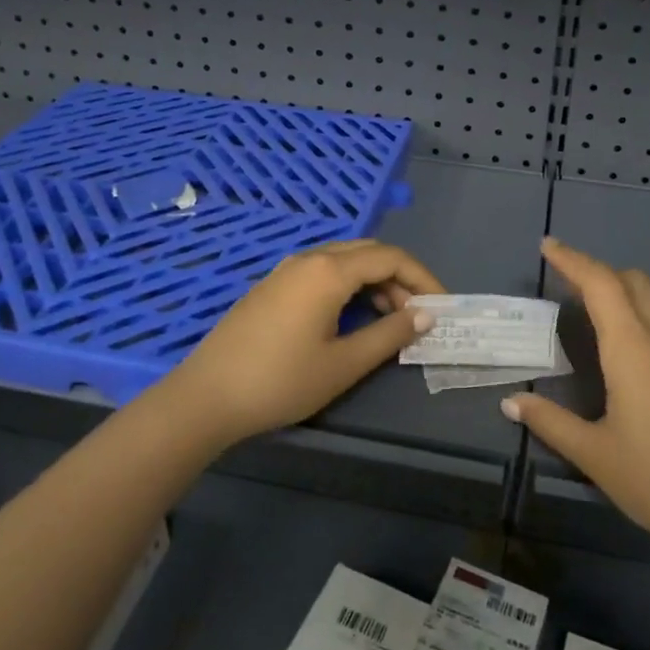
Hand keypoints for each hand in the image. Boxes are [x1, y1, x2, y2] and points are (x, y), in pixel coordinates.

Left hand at [163, 239, 444, 449]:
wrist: (207, 396)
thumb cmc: (281, 381)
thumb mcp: (344, 363)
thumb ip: (389, 334)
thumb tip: (425, 315)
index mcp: (329, 271)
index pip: (391, 258)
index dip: (423, 278)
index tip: (442, 306)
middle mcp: (309, 259)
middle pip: (368, 253)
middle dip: (400, 278)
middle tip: (417, 314)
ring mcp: (287, 270)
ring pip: (344, 261)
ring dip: (374, 282)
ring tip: (390, 321)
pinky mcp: (272, 286)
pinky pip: (322, 272)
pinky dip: (349, 286)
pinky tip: (351, 318)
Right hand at [504, 238, 649, 569]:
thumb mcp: (595, 455)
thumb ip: (550, 422)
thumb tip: (511, 402)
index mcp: (633, 348)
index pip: (600, 284)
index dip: (572, 259)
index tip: (548, 246)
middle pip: (632, 280)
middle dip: (598, 270)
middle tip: (566, 282)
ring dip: (623, 288)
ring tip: (594, 307)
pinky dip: (642, 311)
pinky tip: (629, 346)